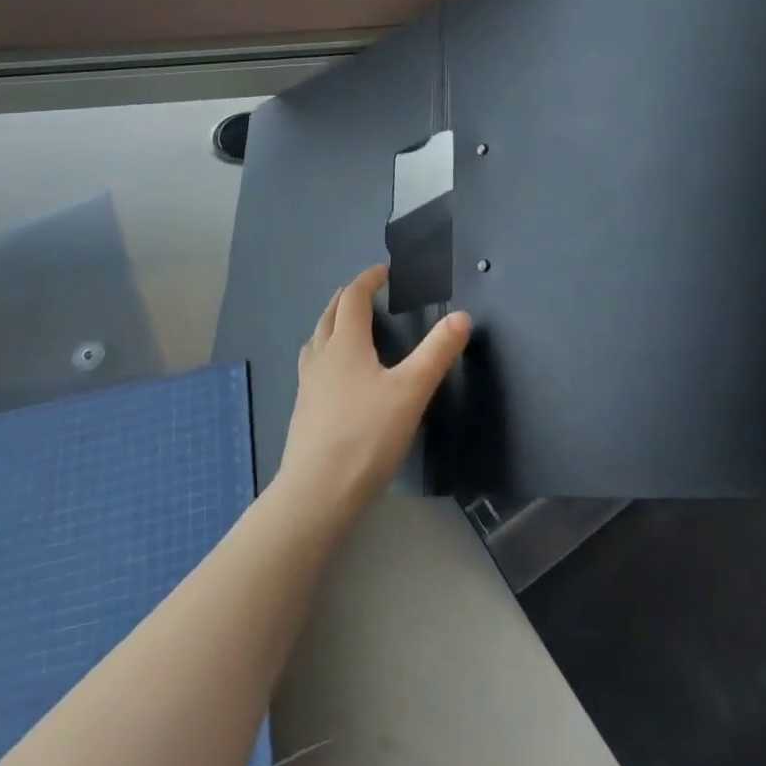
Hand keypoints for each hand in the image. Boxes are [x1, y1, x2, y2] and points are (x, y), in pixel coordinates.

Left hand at [276, 266, 470, 516]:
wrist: (316, 494)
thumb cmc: (366, 437)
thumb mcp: (411, 392)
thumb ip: (437, 352)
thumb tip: (462, 316)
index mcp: (345, 344)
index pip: (354, 298)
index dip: (369, 280)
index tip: (385, 271)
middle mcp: (321, 356)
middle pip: (330, 314)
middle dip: (349, 296)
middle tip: (368, 292)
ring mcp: (307, 383)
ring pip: (317, 338)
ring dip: (333, 322)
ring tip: (348, 325)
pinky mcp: (303, 408)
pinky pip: (313, 363)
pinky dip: (326, 349)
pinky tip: (336, 373)